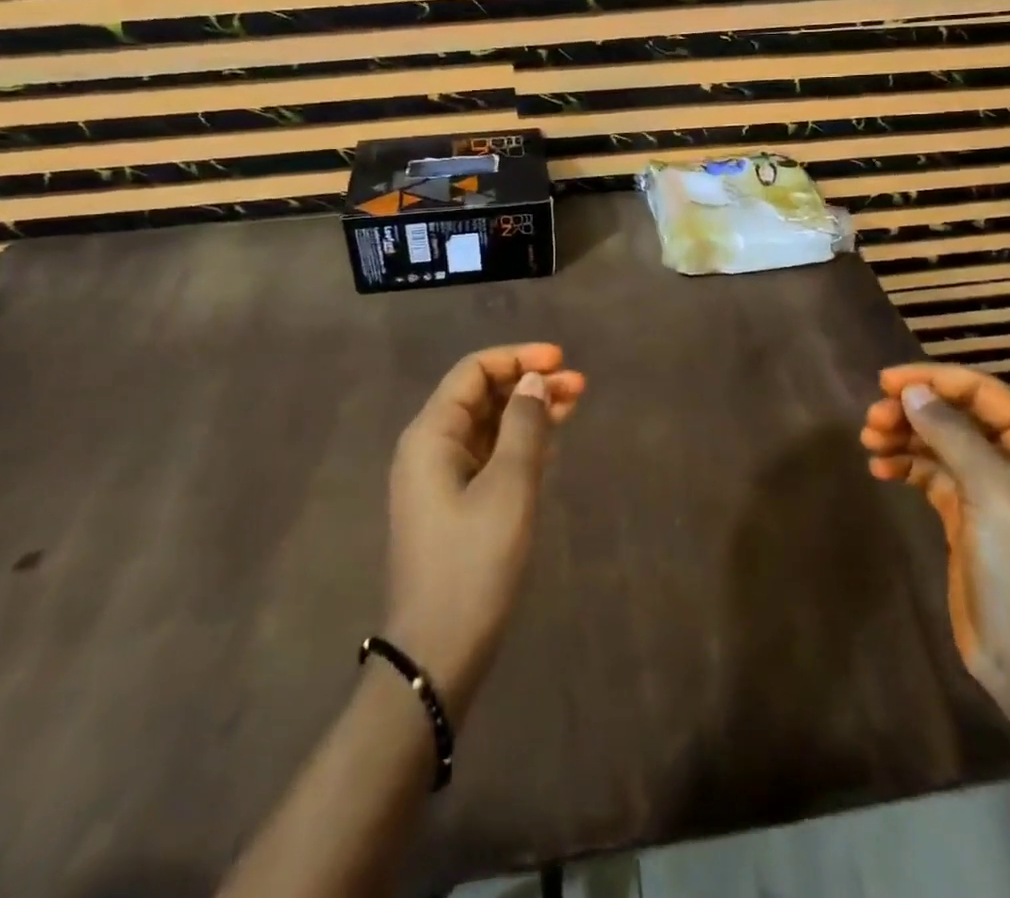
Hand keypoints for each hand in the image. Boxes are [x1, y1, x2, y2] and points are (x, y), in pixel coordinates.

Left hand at [383, 343, 584, 723]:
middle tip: (579, 386)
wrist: (438, 652)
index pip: (474, 372)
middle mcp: (430, 447)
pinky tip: (551, 442)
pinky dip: (520, 442)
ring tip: (574, 404)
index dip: (517, 358)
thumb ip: (524, 425)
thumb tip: (532, 381)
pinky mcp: (454, 505)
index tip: (561, 360)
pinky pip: (489, 456)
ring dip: (529, 412)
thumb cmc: (474, 562)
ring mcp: (440, 478)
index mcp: (431, 434)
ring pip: (489, 426)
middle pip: (482, 396)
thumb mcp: (509, 487)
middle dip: (529, 384)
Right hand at [861, 364, 1009, 709]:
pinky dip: (905, 466)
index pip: (983, 393)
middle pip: (957, 416)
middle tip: (872, 420)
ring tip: (869, 441)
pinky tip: (880, 469)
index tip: (886, 382)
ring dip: (904, 436)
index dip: (934, 380)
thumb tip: (912, 391)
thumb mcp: (994, 490)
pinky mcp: (966, 518)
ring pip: (940, 444)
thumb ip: (952, 433)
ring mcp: (992, 492)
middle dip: (914, 411)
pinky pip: (931, 475)